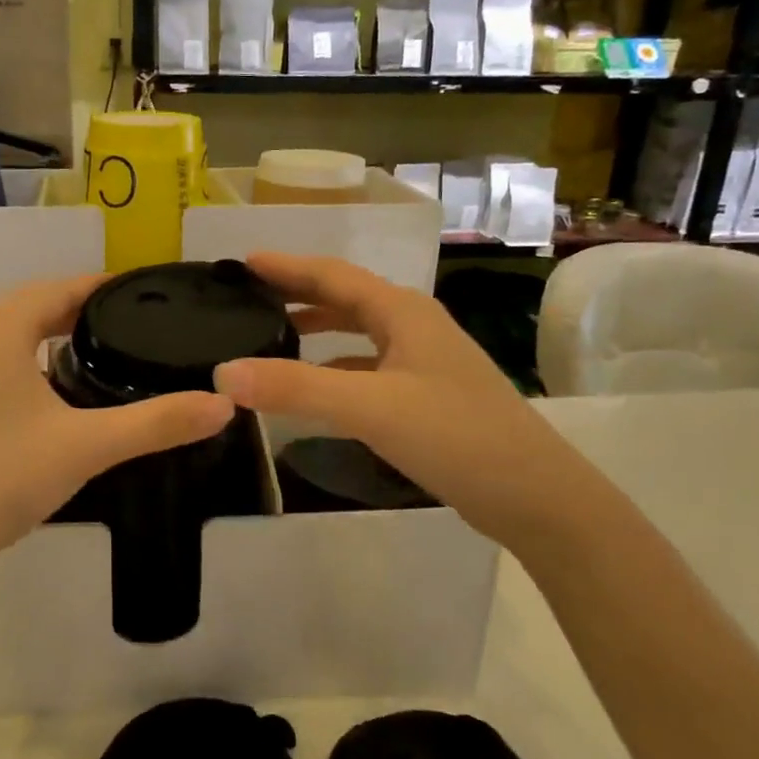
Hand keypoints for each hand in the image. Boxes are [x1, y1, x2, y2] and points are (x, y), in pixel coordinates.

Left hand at [0, 276, 236, 585]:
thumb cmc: (2, 478)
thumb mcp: (87, 447)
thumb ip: (156, 423)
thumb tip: (223, 405)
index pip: (56, 288)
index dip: (98, 285)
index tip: (139, 290)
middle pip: (30, 308)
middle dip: (76, 308)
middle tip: (128, 321)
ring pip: (8, 338)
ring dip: (47, 334)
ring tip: (97, 351)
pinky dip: (27, 363)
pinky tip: (50, 396)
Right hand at [213, 253, 591, 553]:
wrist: (534, 495)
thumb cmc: (456, 436)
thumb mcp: (370, 408)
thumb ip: (297, 389)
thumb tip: (223, 372)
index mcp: (403, 312)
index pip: (333, 275)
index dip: (286, 267)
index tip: (243, 263)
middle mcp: (414, 327)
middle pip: (346, 298)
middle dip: (298, 293)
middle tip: (250, 298)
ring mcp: (424, 363)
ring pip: (359, 334)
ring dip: (318, 329)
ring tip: (274, 336)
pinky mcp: (426, 397)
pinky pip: (369, 368)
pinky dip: (336, 368)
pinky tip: (317, 389)